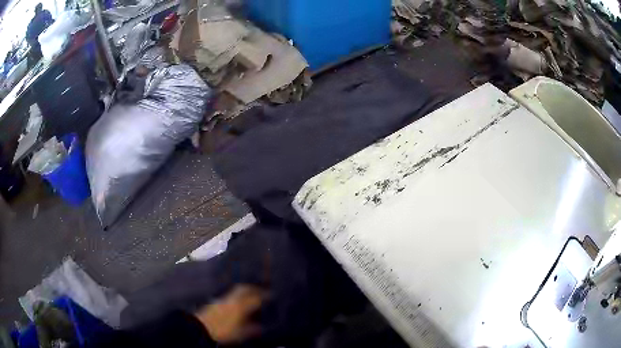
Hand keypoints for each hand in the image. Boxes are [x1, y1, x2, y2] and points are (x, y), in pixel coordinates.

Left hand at [194, 285, 264, 343]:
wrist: (201, 327)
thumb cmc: (223, 331)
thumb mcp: (241, 333)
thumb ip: (252, 329)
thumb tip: (261, 326)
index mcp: (240, 306)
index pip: (255, 298)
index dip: (264, 296)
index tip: (271, 295)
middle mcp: (232, 299)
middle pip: (244, 289)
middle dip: (254, 289)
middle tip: (261, 290)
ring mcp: (222, 299)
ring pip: (236, 291)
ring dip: (244, 291)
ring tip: (250, 295)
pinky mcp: (216, 302)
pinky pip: (229, 295)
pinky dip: (236, 296)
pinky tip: (237, 302)